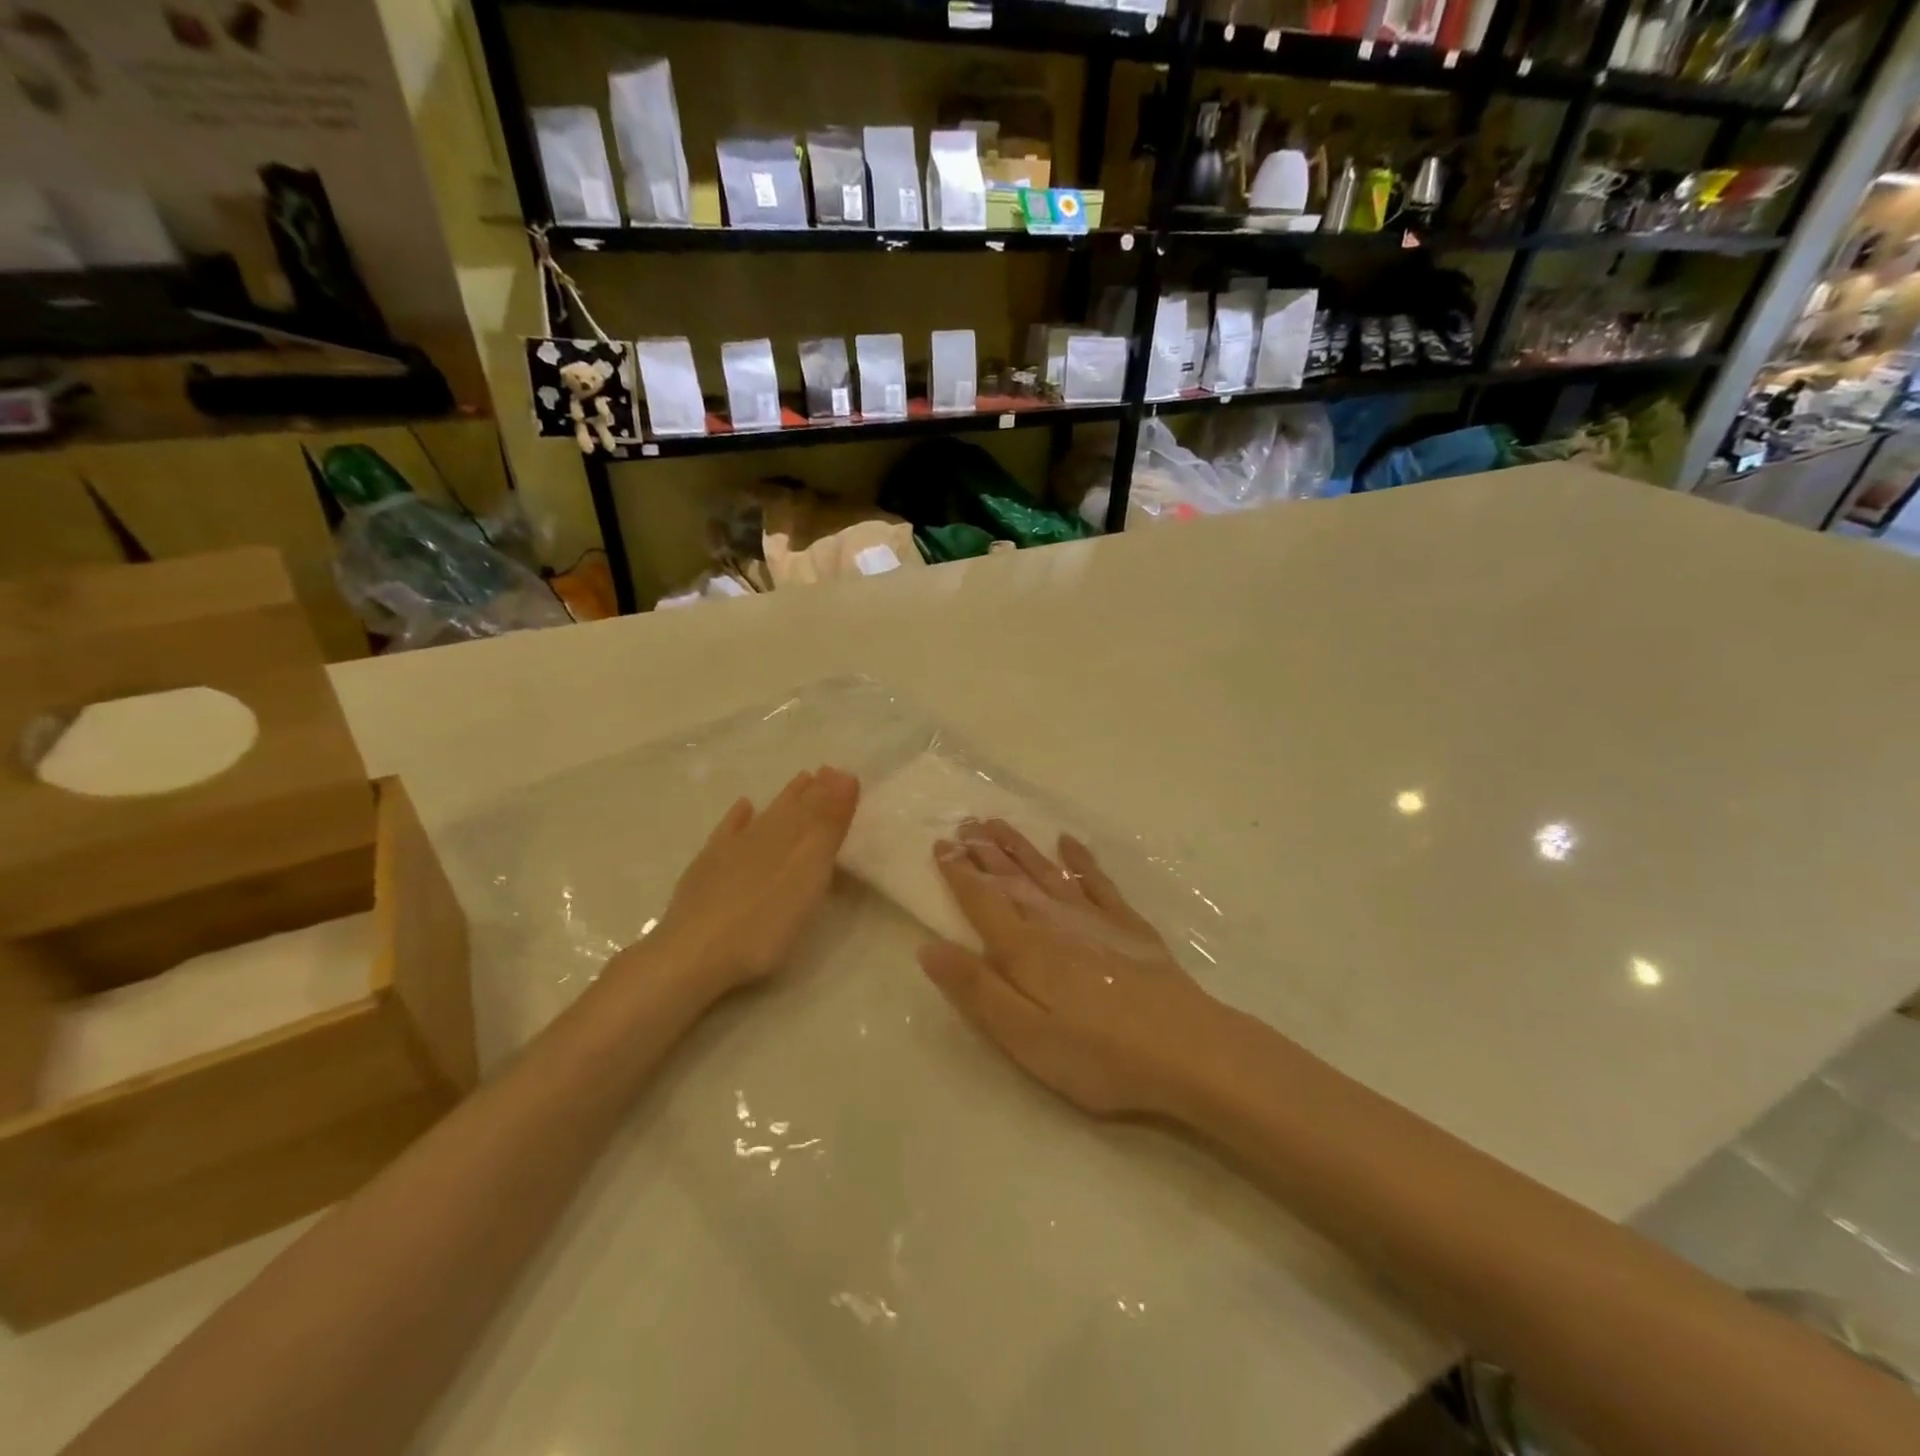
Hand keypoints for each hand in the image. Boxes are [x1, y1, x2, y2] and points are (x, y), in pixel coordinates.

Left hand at [637, 767, 860, 997]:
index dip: (833, 792)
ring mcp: (732, 851)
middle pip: (792, 809)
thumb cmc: (765, 922)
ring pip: (766, 816)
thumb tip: (844, 775)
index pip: (818, 808)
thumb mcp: (809, 873)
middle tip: (826, 772)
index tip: (846, 773)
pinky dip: (738, 818)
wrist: (695, 953)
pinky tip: (744, 807)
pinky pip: (728, 832)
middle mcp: (763, 836)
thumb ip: (827, 825)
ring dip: (785, 799)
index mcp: (793, 839)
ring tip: (800, 781)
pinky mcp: (707, 868)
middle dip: (812, 791)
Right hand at [918, 819, 1225, 1116]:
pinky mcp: (1128, 926)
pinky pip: (1097, 881)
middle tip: (964, 822)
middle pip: (1012, 880)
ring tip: (999, 823)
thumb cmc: (1098, 1054)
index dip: (958, 873)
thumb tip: (928, 948)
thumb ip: (977, 990)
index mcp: (1024, 949)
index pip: (982, 901)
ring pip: (1047, 872)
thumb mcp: (1025, 1036)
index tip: (940, 844)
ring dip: (1021, 847)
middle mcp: (1054, 922)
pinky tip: (1069, 842)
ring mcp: (1095, 919)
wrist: (1186, 1050)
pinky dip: (1080, 859)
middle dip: (984, 851)